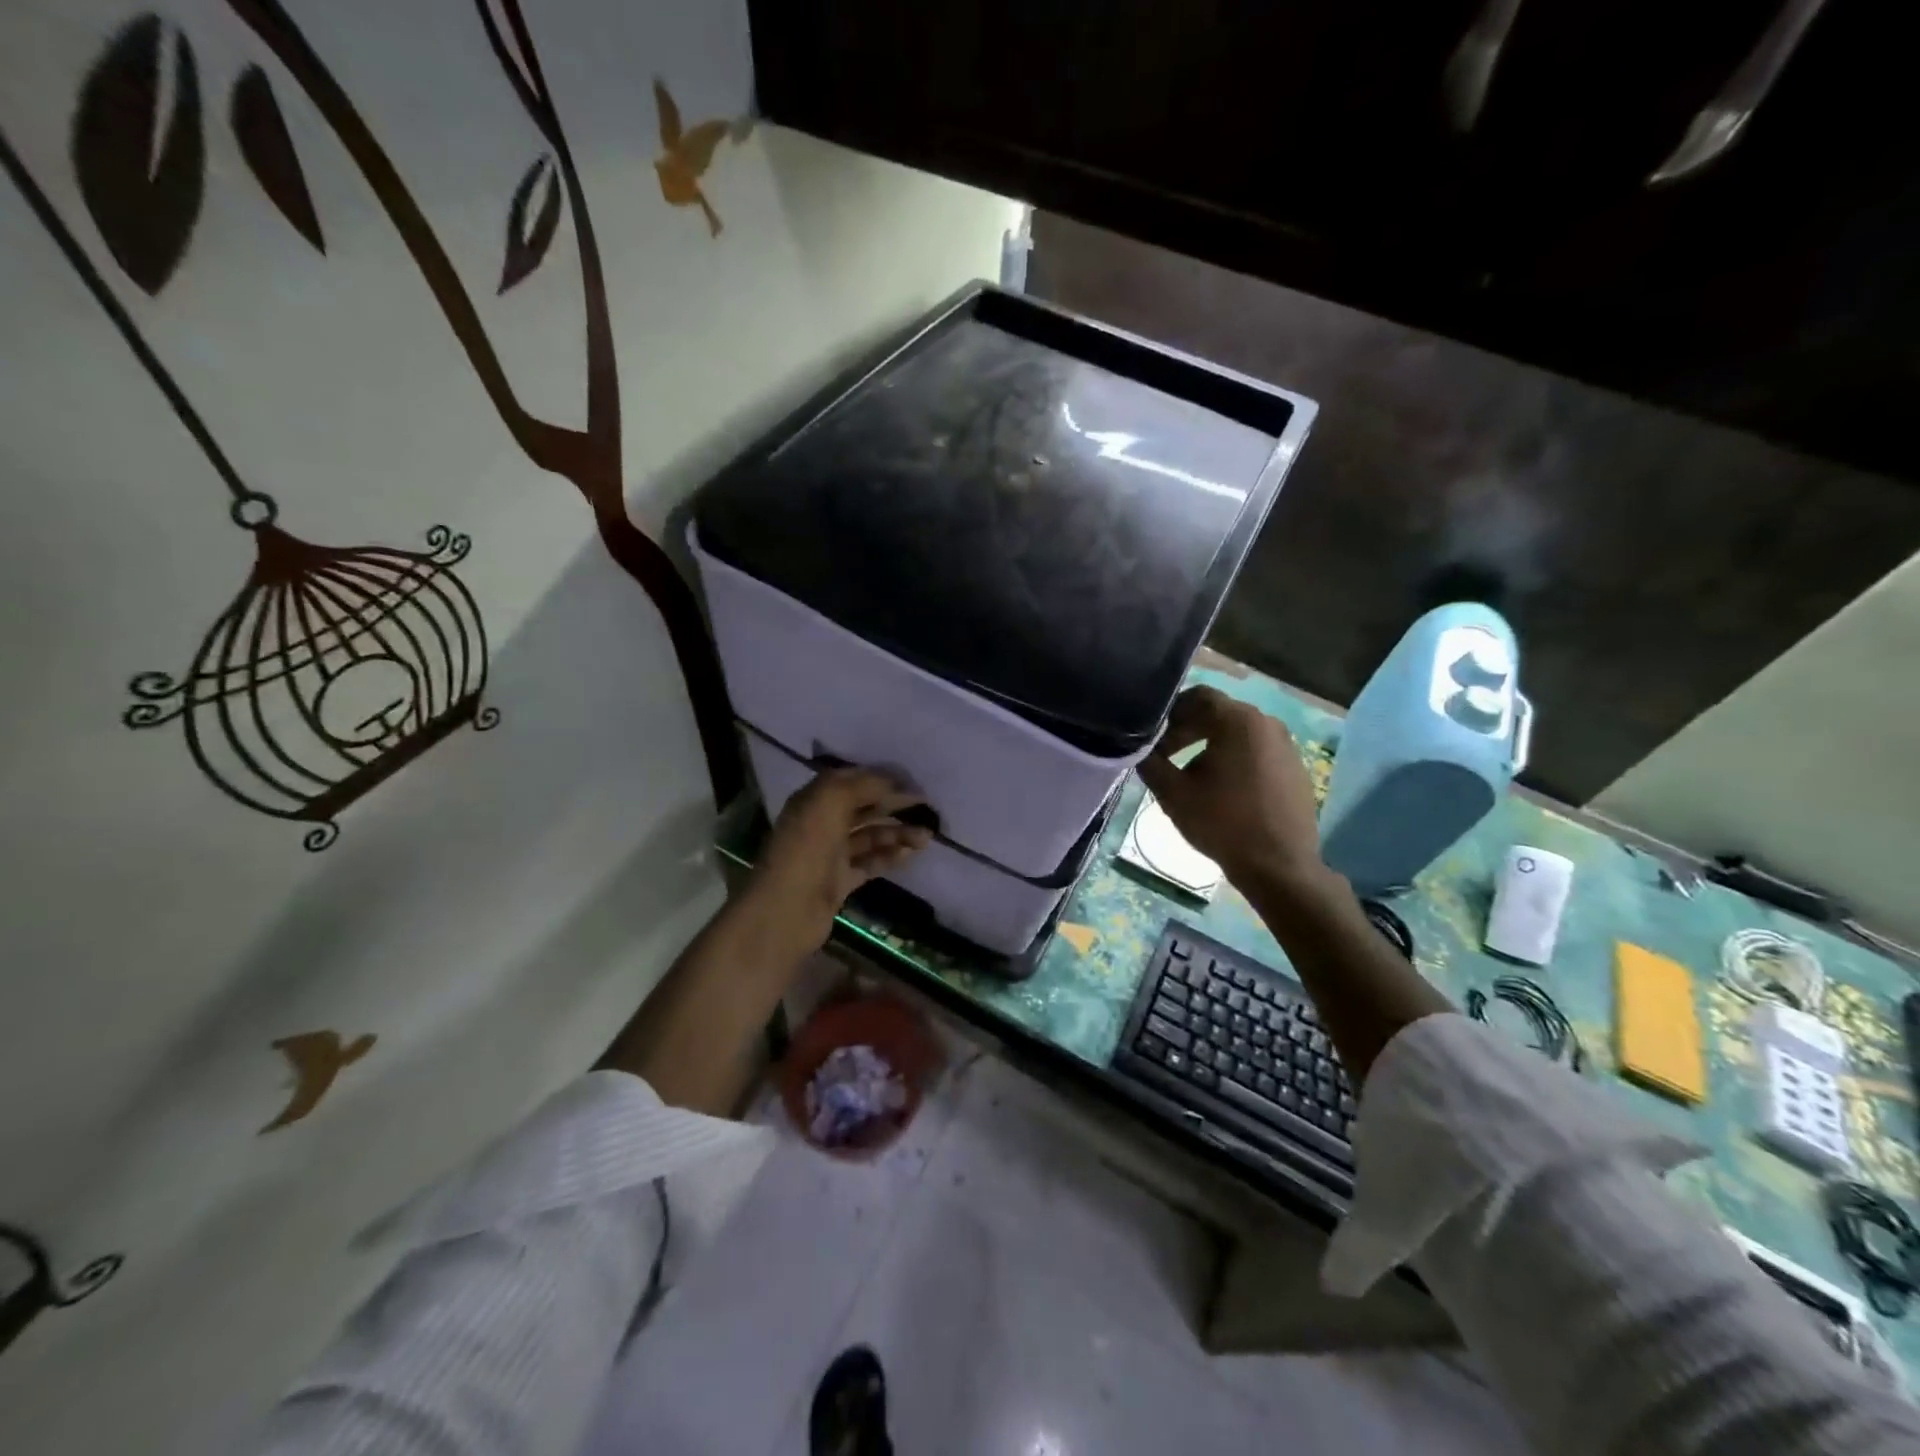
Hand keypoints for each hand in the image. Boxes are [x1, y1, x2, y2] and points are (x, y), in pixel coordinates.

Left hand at [739, 768, 931, 960]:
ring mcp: (830, 854)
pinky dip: (889, 856)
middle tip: (927, 808)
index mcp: (813, 800)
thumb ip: (863, 785)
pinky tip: (910, 854)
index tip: (913, 783)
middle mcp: (820, 823)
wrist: (786, 910)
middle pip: (863, 807)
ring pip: (870, 836)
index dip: (882, 779)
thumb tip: (894, 782)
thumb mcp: (830, 802)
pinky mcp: (839, 881)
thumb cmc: (807, 849)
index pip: (852, 780)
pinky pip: (870, 862)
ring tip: (926, 836)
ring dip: (898, 832)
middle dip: (894, 805)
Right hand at [1138, 686, 1327, 894]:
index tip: (1153, 738)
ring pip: (1237, 733)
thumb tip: (1140, 750)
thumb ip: (1150, 763)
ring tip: (1190, 776)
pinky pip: (1257, 751)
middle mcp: (1266, 723)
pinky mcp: (1295, 768)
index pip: (1197, 696)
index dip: (1170, 712)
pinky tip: (1222, 790)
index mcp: (1238, 721)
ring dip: (1209, 746)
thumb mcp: (1173, 794)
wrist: (1279, 866)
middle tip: (1165, 756)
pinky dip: (1234, 759)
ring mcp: (1286, 746)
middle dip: (1187, 730)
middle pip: (1218, 713)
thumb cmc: (1222, 823)